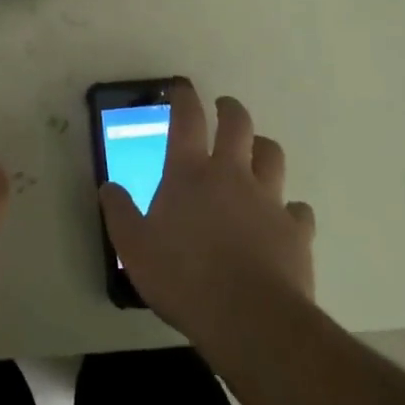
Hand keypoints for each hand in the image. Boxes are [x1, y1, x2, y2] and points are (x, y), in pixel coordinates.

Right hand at [99, 82, 315, 347]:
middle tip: (224, 108)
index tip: (182, 86)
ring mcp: (268, 200)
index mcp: (189, 173)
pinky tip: (283, 218)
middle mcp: (231, 174)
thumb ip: (120, 213)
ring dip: (263, 148)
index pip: (187, 119)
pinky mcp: (296, 230)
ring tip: (256, 152)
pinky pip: (297, 209)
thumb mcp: (134, 248)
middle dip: (230, 110)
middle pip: (238, 125)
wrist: (249, 318)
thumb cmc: (183, 278)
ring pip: (272, 156)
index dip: (184, 97)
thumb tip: (107, 186)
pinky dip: (289, 208)